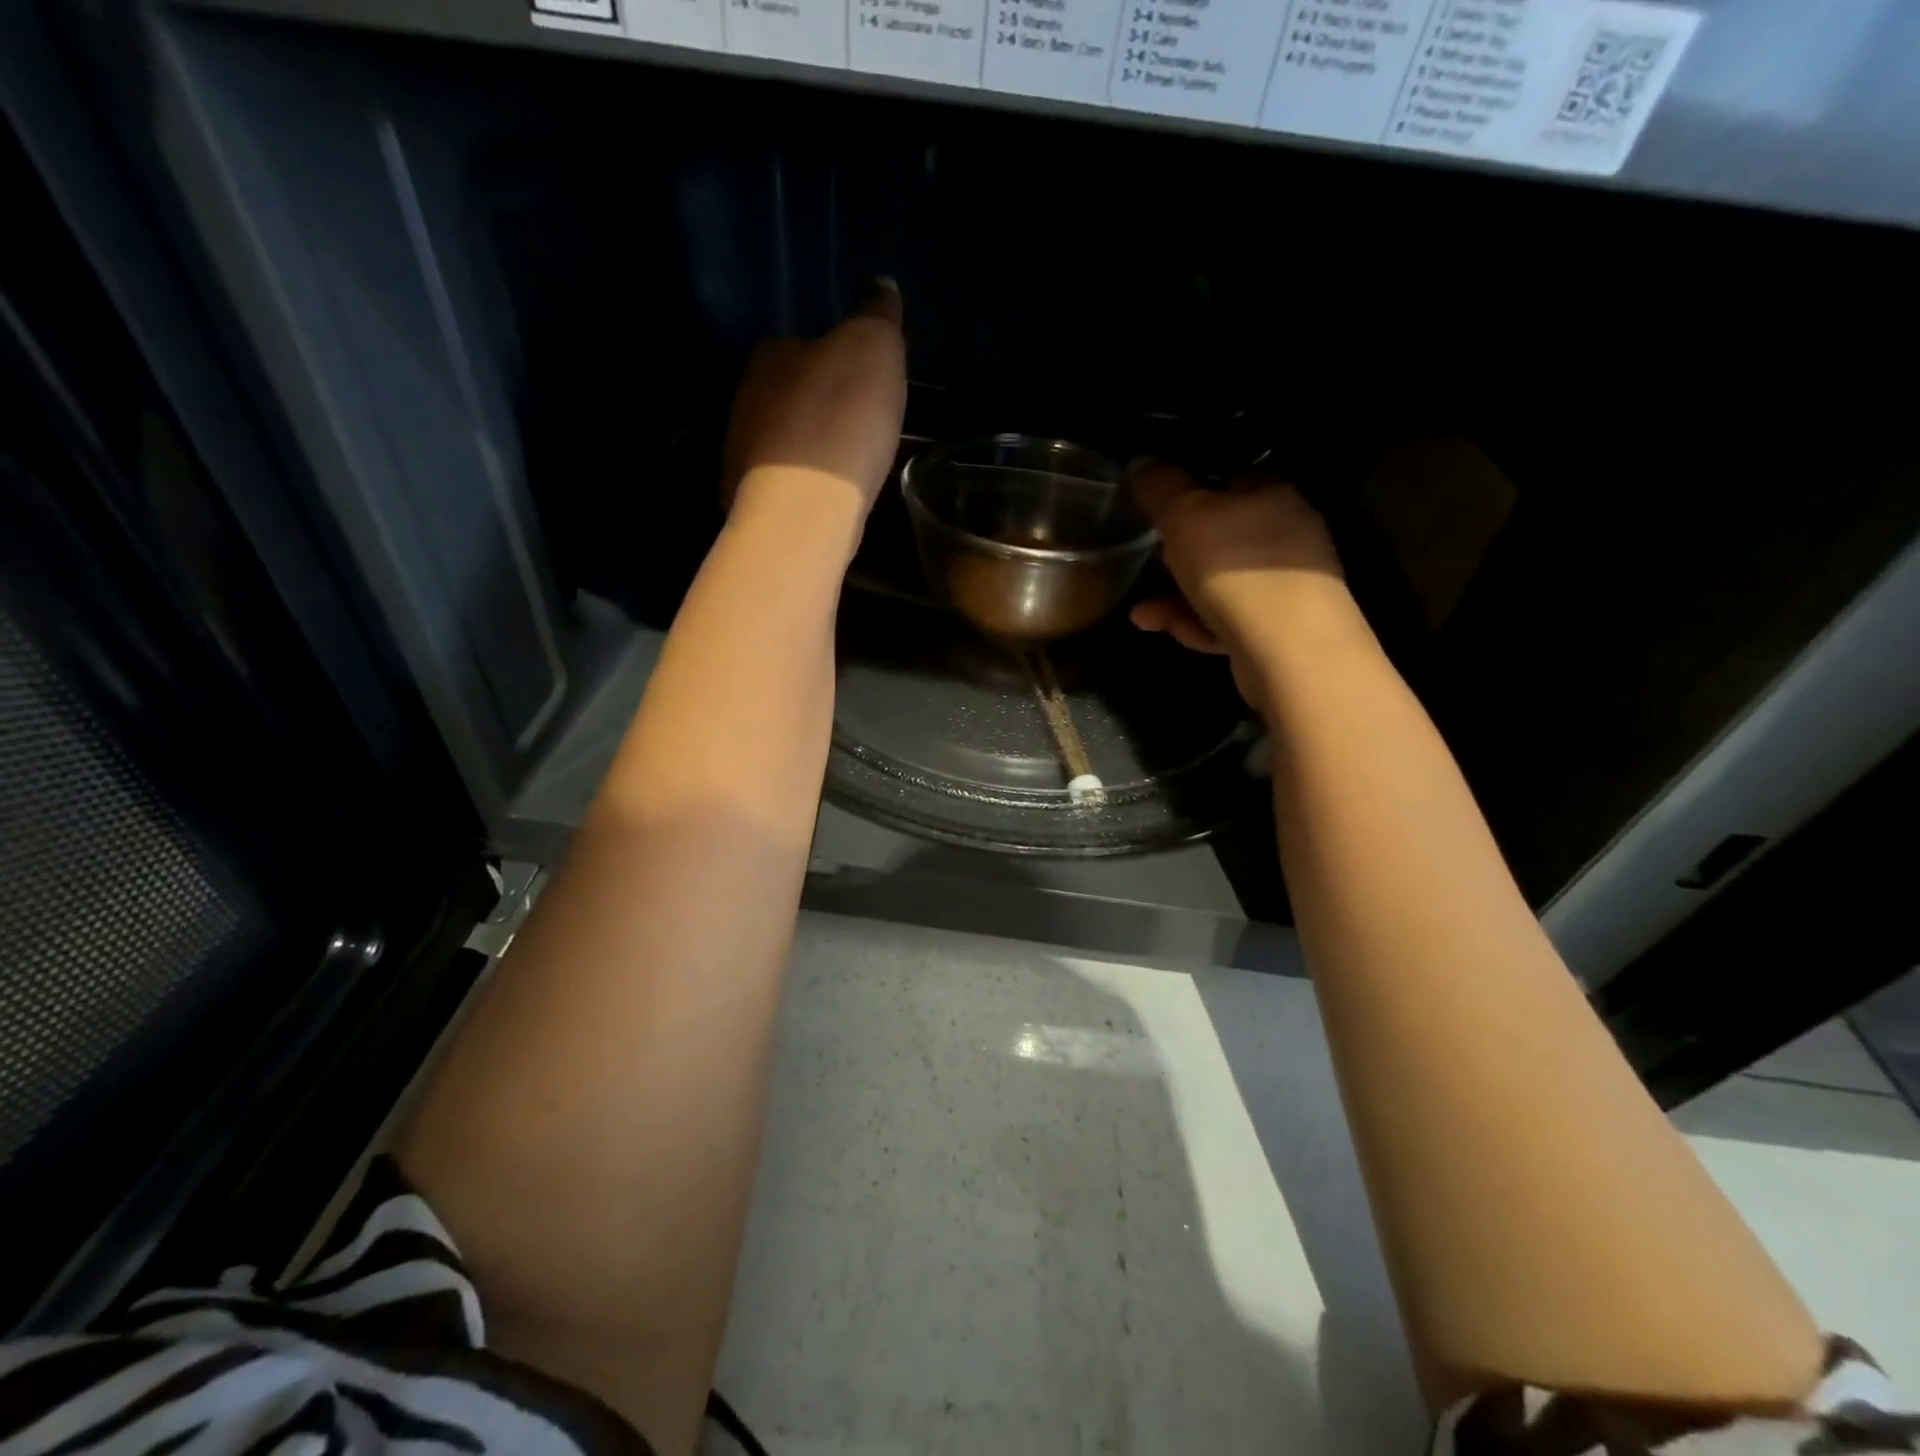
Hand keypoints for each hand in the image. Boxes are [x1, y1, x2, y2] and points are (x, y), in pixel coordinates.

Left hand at [722, 281, 907, 516]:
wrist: (805, 509)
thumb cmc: (842, 419)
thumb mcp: (874, 349)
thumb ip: (877, 314)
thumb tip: (880, 285)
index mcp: (772, 354)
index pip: (806, 344)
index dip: (839, 361)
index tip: (866, 382)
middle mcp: (747, 397)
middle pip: (792, 394)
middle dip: (823, 406)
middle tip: (862, 425)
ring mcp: (742, 452)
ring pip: (785, 440)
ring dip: (812, 447)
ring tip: (848, 465)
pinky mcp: (747, 499)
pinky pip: (785, 482)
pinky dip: (805, 485)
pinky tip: (828, 497)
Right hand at [1128, 462, 1346, 702]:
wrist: (1288, 648)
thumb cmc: (1236, 567)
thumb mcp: (1185, 517)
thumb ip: (1160, 487)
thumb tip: (1141, 460)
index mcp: (1273, 494)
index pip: (1230, 477)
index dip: (1191, 489)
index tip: (1158, 509)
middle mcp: (1288, 533)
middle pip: (1220, 536)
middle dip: (1176, 556)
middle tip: (1147, 565)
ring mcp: (1286, 584)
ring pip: (1220, 583)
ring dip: (1177, 598)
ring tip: (1143, 614)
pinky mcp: (1279, 627)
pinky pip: (1228, 618)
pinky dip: (1197, 623)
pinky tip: (1172, 631)